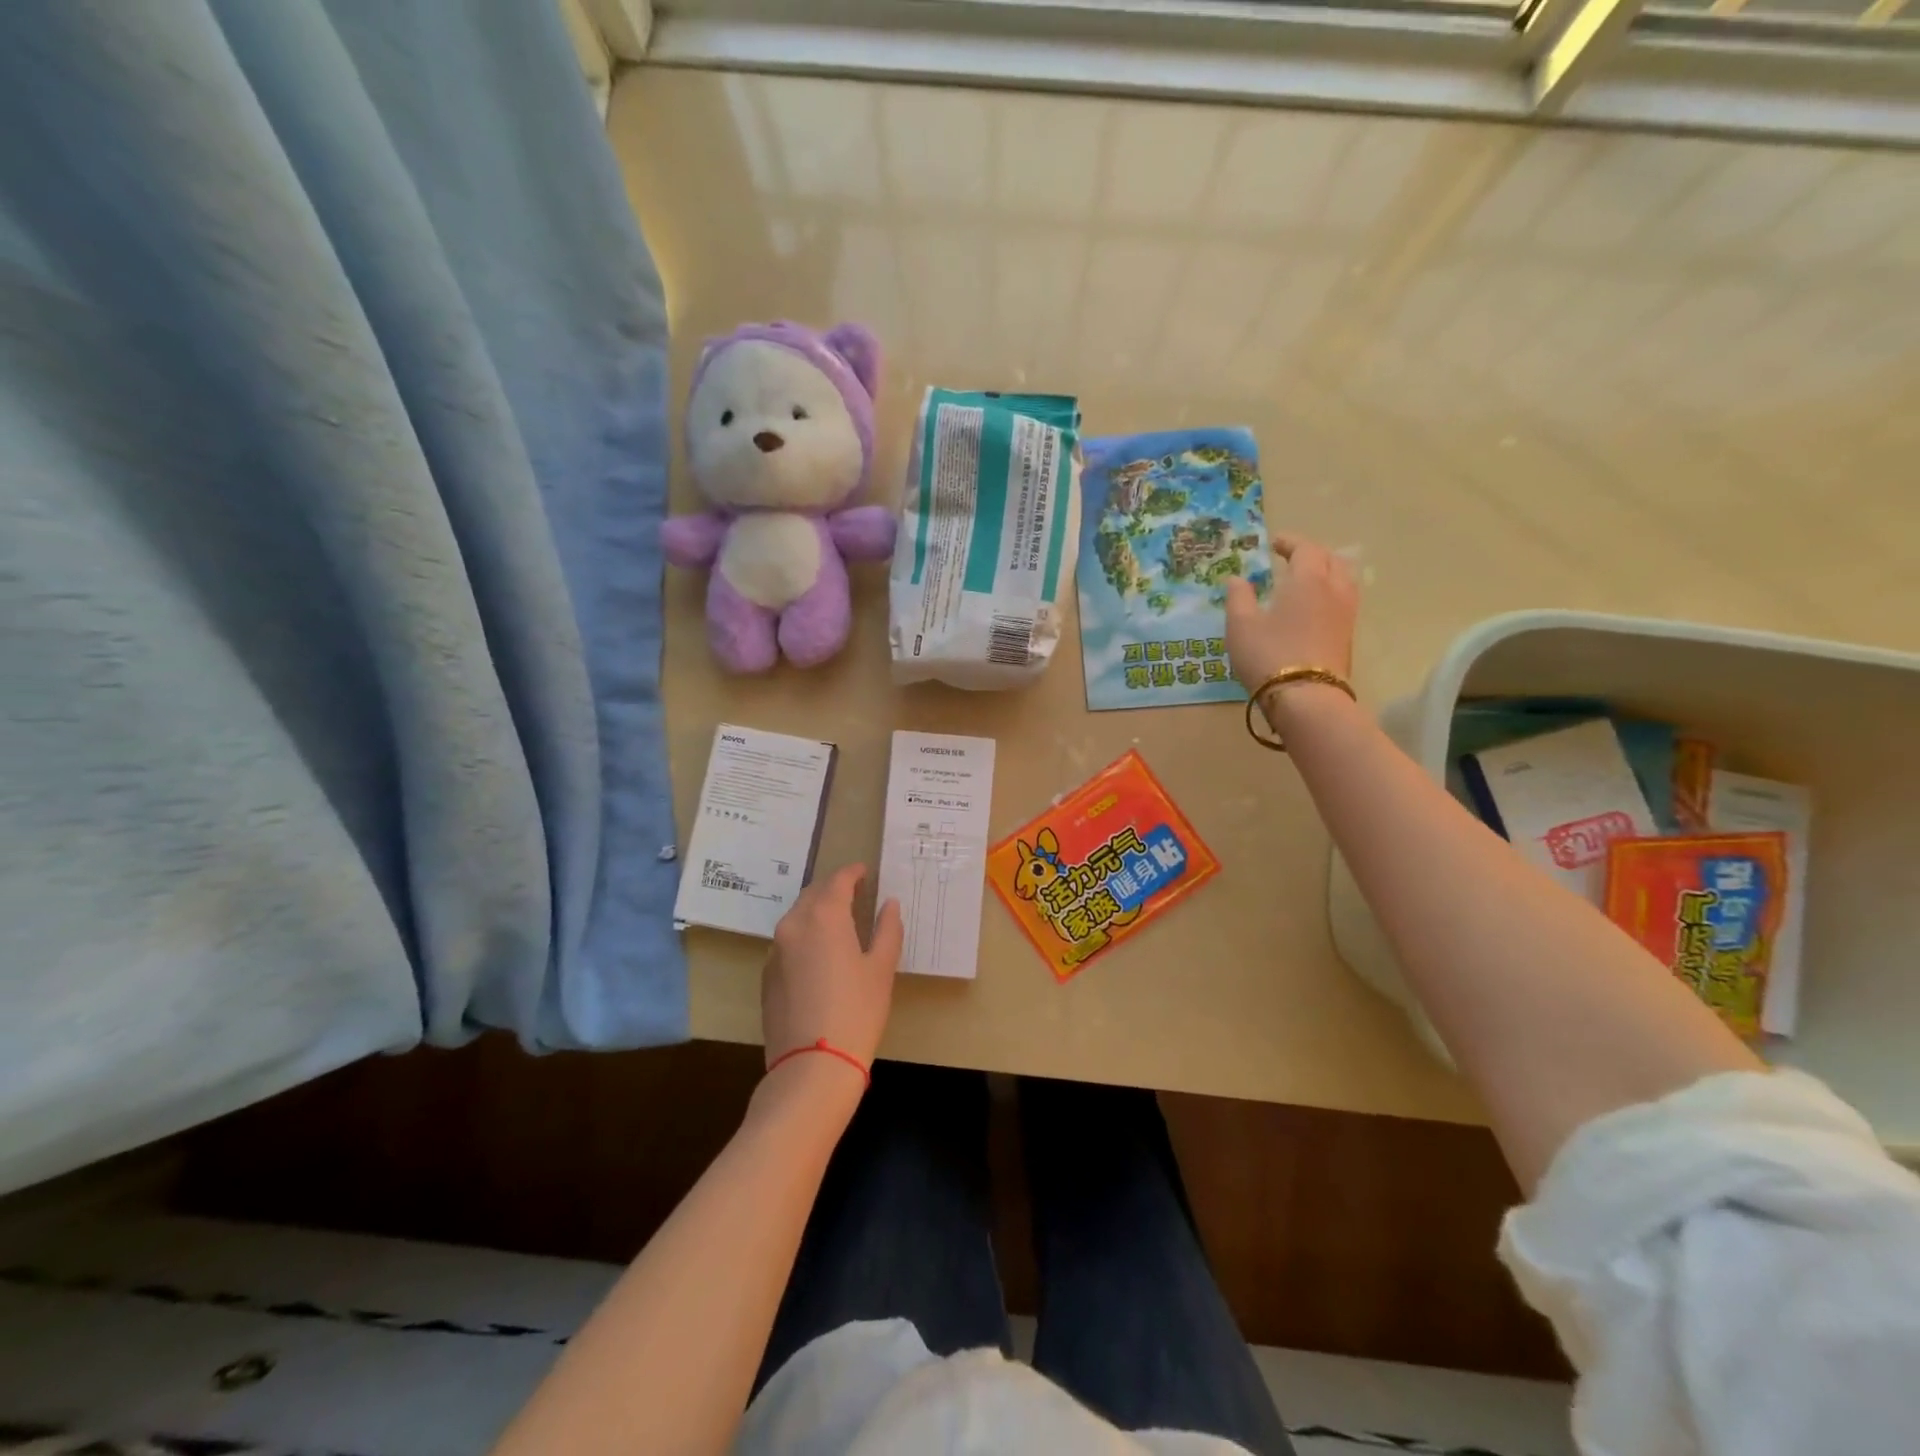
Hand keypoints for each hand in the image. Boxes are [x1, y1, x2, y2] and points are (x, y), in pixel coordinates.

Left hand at [763, 863, 902, 1072]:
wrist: (812, 1066)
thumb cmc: (857, 1011)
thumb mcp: (881, 968)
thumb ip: (887, 929)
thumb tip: (889, 905)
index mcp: (824, 916)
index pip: (837, 880)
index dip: (853, 873)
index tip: (865, 872)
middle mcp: (794, 925)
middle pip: (813, 894)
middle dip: (833, 889)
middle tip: (854, 894)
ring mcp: (775, 951)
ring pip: (797, 918)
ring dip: (817, 912)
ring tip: (839, 922)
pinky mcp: (767, 976)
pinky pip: (788, 943)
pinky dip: (805, 937)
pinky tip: (820, 955)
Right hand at [1225, 532, 1358, 722]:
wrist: (1306, 697)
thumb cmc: (1268, 655)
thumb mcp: (1240, 625)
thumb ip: (1238, 597)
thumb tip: (1237, 579)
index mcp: (1307, 579)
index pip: (1305, 549)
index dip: (1290, 542)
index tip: (1275, 543)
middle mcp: (1333, 589)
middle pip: (1330, 559)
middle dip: (1311, 554)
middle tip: (1291, 558)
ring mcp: (1346, 613)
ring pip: (1343, 579)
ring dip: (1326, 571)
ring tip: (1306, 579)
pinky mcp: (1348, 635)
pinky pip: (1344, 600)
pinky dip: (1330, 592)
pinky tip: (1314, 606)